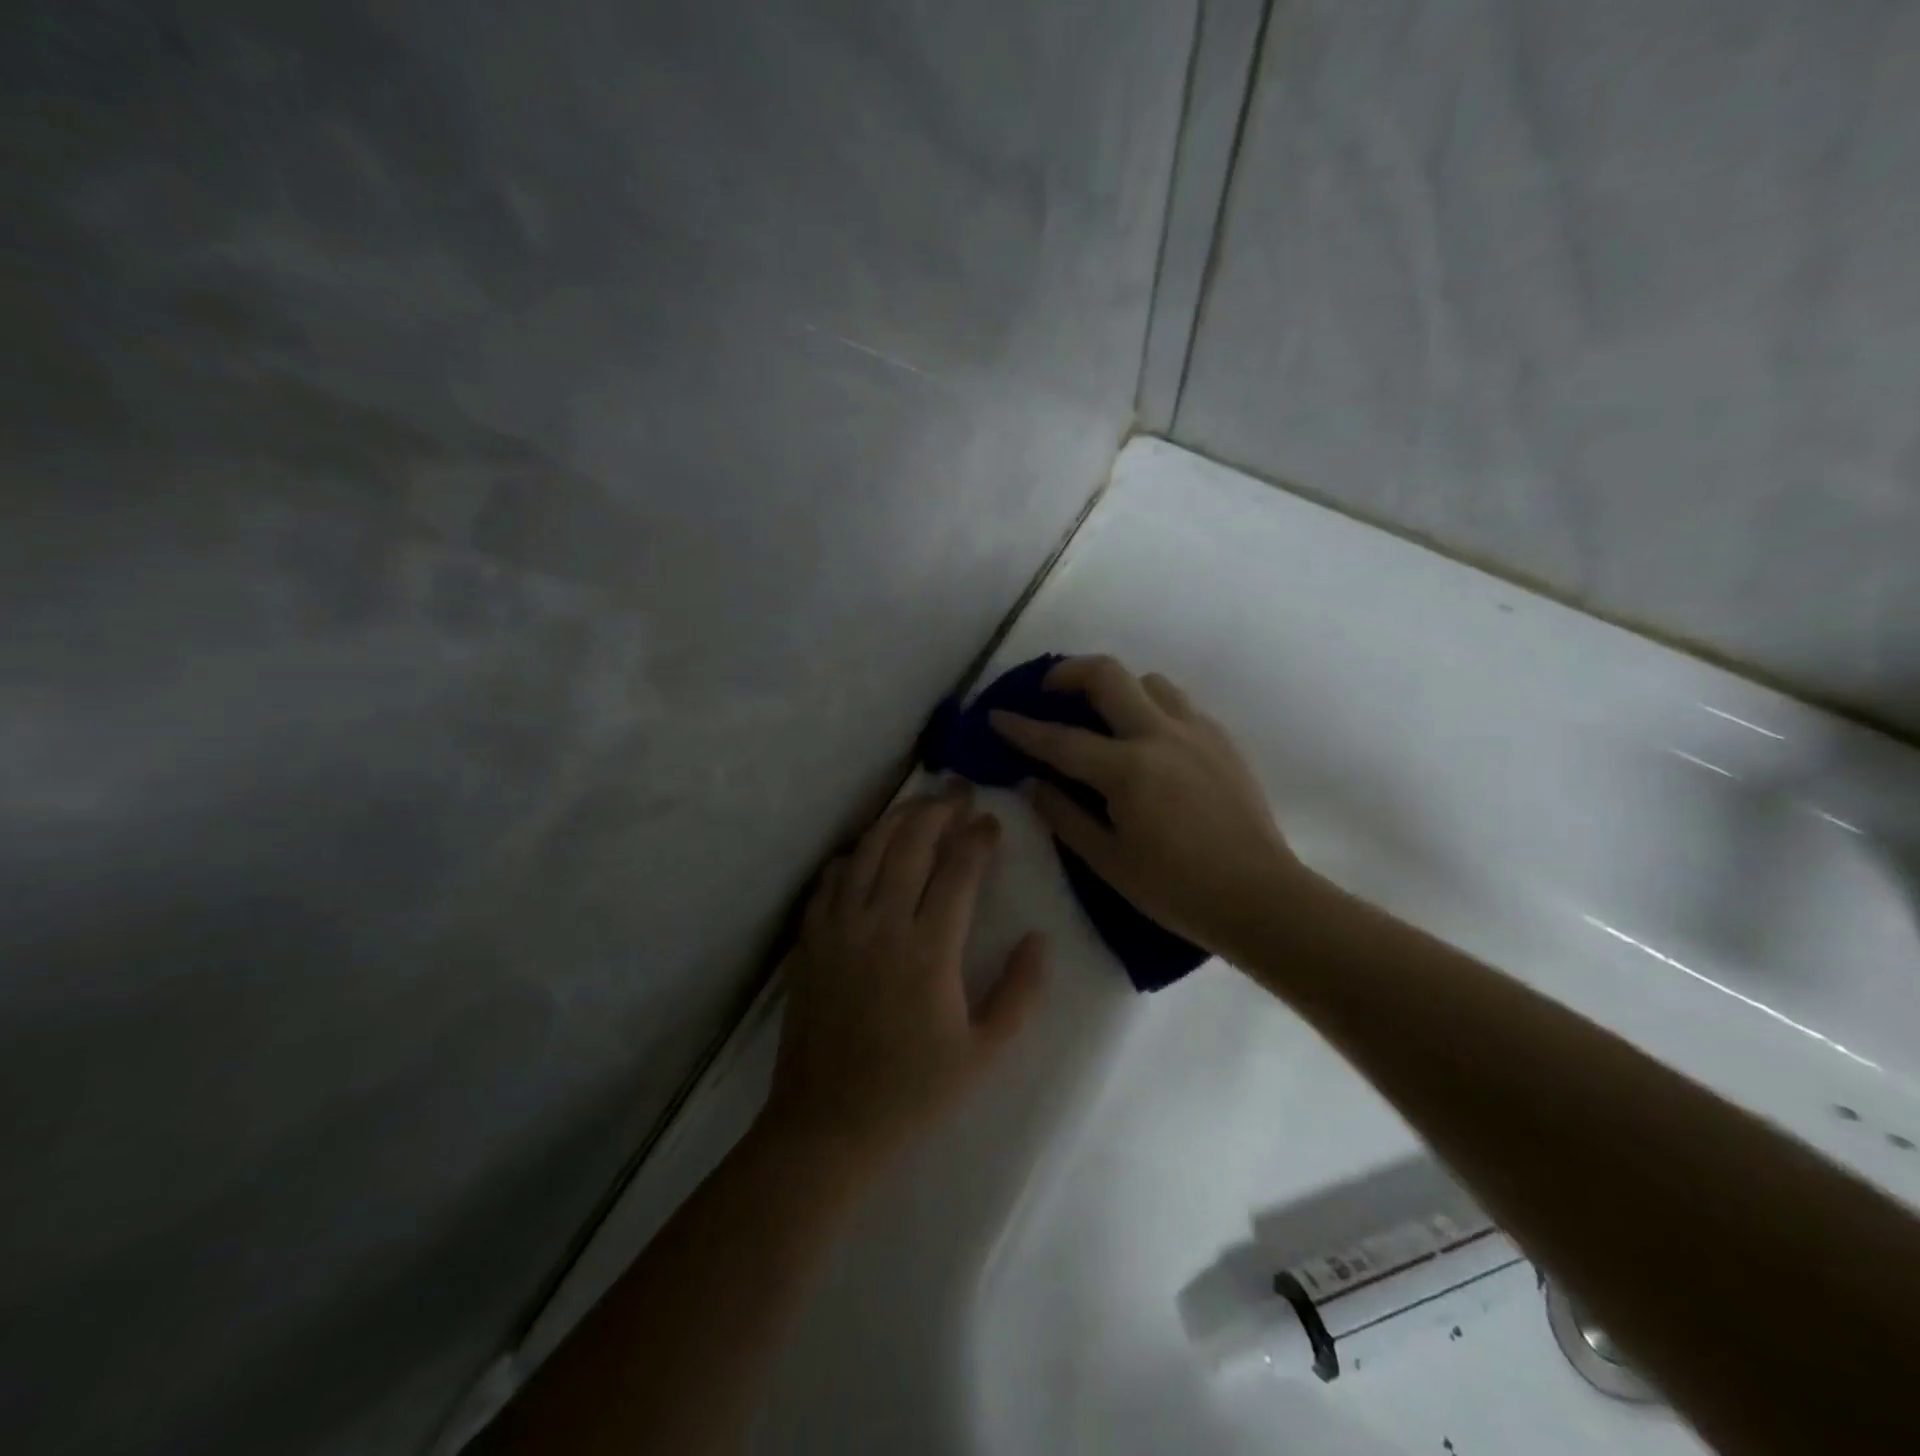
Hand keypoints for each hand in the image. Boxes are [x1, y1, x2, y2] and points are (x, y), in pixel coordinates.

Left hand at [764, 790, 1046, 1172]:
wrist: (827, 1124)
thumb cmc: (914, 1091)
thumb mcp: (985, 1053)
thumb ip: (1021, 992)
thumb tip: (1040, 938)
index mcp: (929, 950)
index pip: (959, 869)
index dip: (978, 837)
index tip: (992, 822)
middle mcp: (881, 924)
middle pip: (911, 843)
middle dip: (939, 809)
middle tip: (959, 792)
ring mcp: (839, 928)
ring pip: (869, 850)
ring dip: (897, 820)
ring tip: (920, 807)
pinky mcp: (810, 939)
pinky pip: (832, 878)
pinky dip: (855, 855)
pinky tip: (869, 852)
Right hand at [989, 656, 1308, 957]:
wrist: (1259, 897)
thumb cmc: (1176, 889)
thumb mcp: (1107, 861)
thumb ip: (1064, 815)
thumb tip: (1033, 783)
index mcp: (1128, 770)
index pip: (1060, 739)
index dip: (1021, 727)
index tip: (996, 715)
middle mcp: (1160, 735)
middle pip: (1107, 674)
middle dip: (1067, 672)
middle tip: (1048, 691)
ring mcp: (1197, 731)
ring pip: (1148, 681)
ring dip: (1115, 687)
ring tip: (1101, 716)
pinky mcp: (1222, 739)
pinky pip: (1177, 703)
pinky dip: (1150, 706)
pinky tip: (1146, 739)